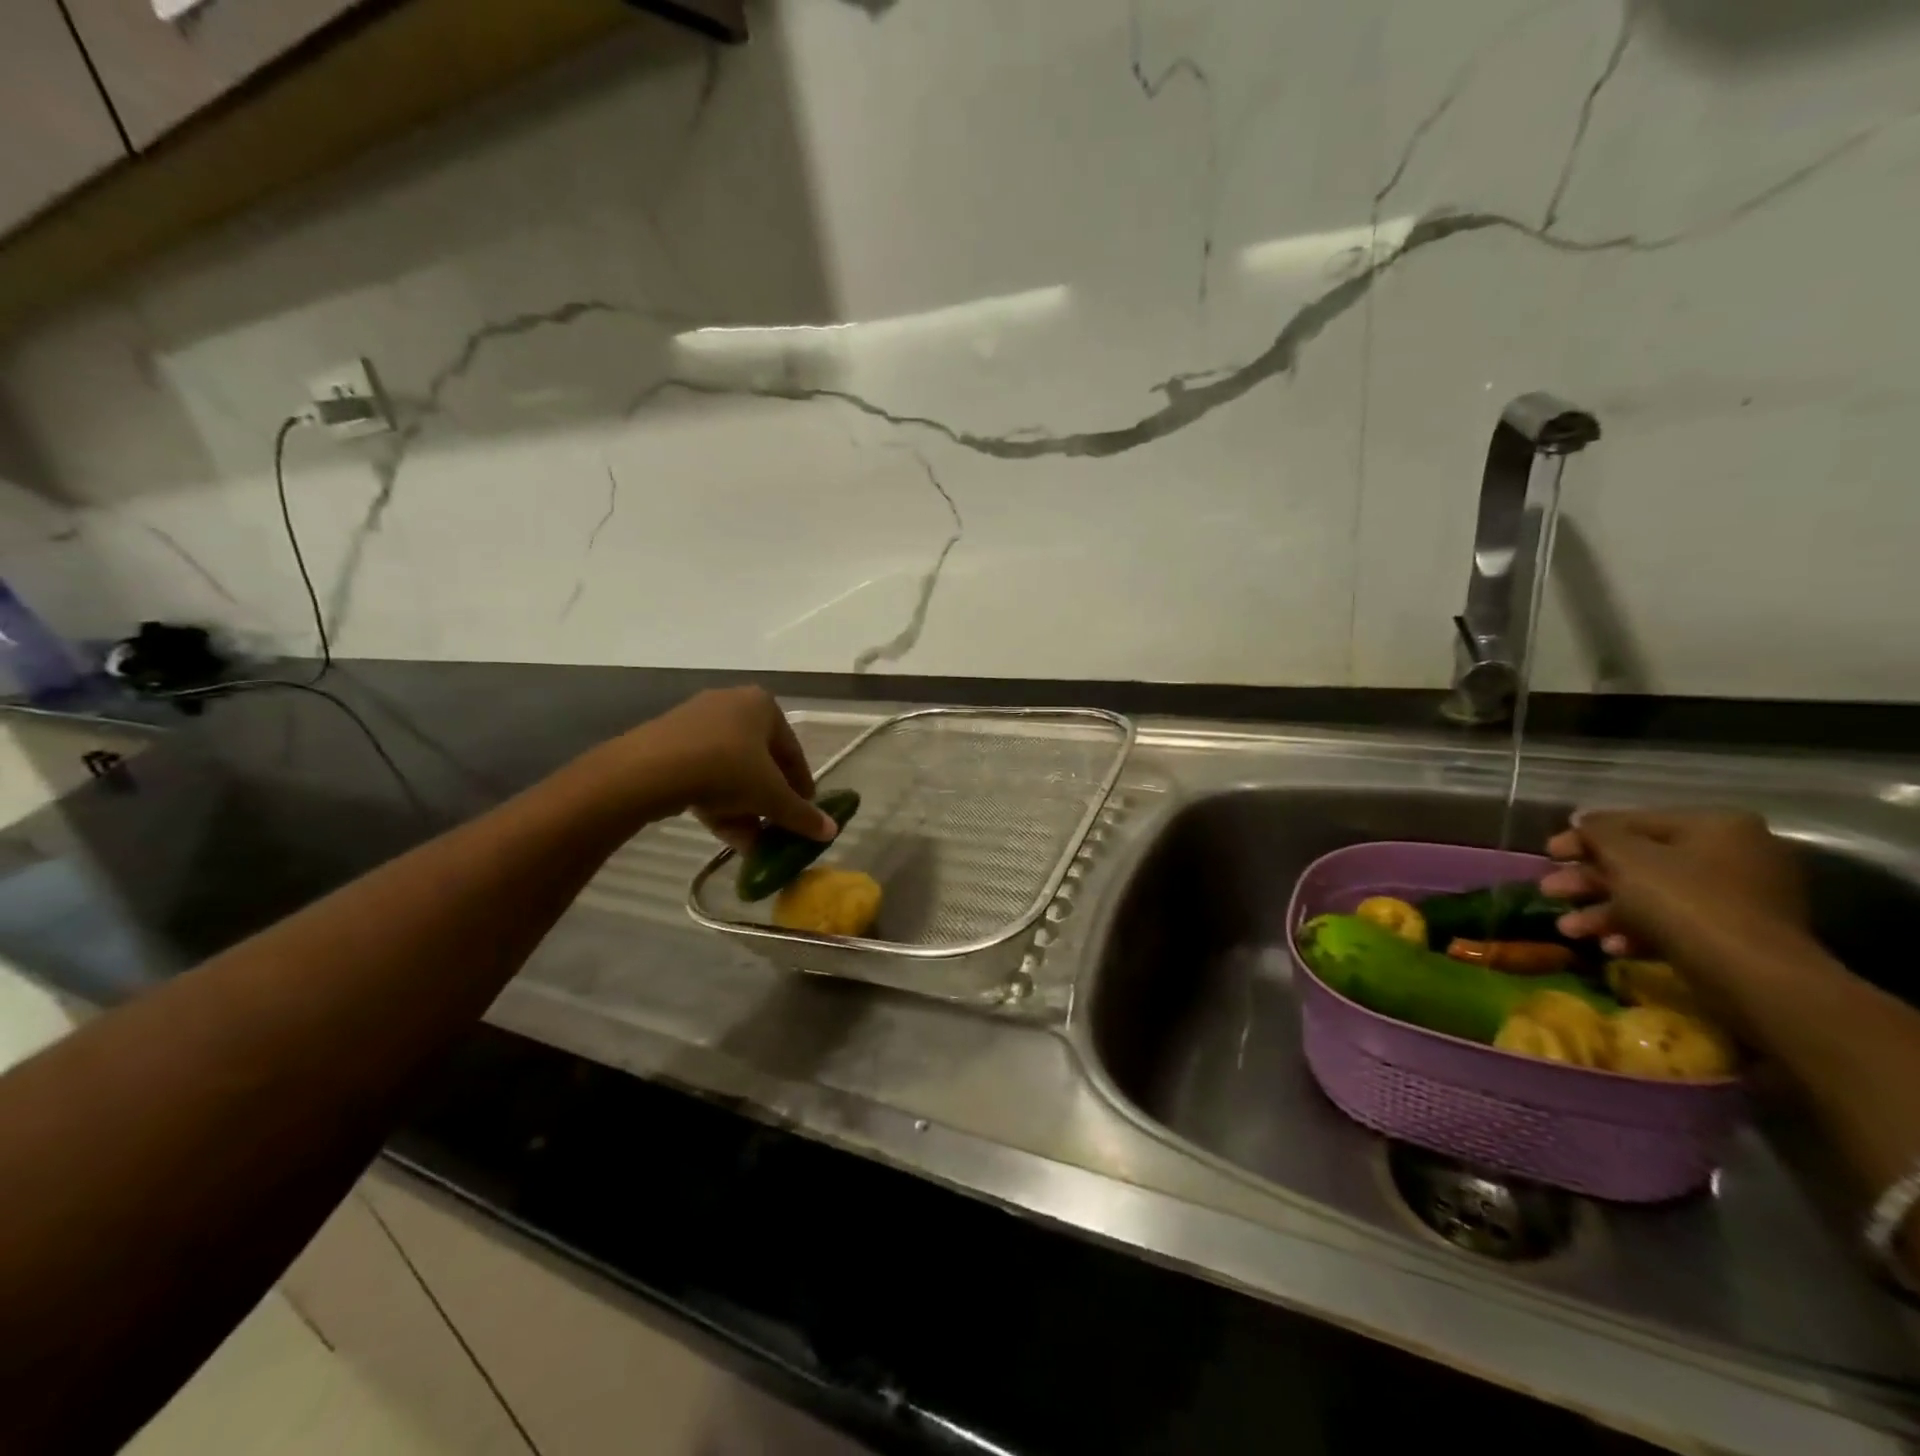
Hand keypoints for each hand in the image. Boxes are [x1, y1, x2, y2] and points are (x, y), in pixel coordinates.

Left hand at [620, 687, 837, 852]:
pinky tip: (723, 832)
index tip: (805, 815)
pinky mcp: (669, 741)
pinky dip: (717, 801)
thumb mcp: (771, 795)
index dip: (802, 788)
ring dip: (744, 807)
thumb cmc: (726, 769)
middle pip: (760, 762)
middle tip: (775, 829)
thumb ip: (801, 814)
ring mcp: (696, 721)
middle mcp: (732, 704)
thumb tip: (832, 832)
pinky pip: (704, 773)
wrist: (650, 769)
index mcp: (763, 705)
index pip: (793, 752)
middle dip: (769, 801)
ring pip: (731, 771)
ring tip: (751, 842)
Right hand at [1540, 809, 1806, 961]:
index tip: (1548, 853)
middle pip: (1642, 862)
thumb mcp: (1625, 857)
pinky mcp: (1737, 936)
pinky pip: (1676, 923)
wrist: (1751, 975)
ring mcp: (1741, 899)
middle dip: (1589, 880)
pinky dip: (1638, 931)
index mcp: (1716, 826)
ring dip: (1604, 911)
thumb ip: (1597, 833)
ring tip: (1567, 928)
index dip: (1584, 836)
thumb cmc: (1683, 902)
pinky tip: (1610, 947)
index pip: (1634, 822)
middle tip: (1550, 890)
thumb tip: (1582, 821)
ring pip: (1653, 896)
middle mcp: (1735, 855)